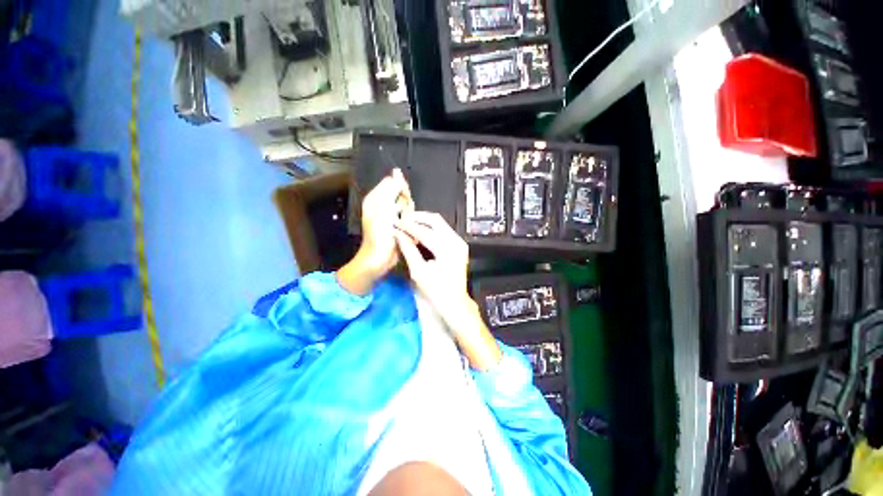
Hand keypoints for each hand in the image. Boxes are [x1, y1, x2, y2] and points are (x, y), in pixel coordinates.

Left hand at [338, 169, 411, 294]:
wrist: (379, 258)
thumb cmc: (380, 234)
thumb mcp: (385, 208)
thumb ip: (392, 189)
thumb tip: (397, 172)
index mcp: (376, 197)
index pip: (394, 183)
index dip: (402, 189)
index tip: (404, 200)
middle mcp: (382, 204)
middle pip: (403, 196)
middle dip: (406, 206)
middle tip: (401, 217)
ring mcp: (390, 216)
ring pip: (408, 208)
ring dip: (408, 217)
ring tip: (402, 227)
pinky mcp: (397, 226)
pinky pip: (408, 219)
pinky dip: (409, 225)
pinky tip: (405, 232)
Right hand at [394, 212, 501, 370]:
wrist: (455, 303)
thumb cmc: (435, 291)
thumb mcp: (418, 271)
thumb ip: (408, 249)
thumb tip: (397, 233)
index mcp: (447, 248)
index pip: (424, 231)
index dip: (408, 226)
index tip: (395, 222)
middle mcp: (456, 241)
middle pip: (435, 220)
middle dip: (418, 218)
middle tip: (402, 220)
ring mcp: (460, 242)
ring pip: (441, 223)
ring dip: (424, 222)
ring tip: (409, 225)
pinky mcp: (460, 246)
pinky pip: (444, 230)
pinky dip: (432, 229)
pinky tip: (420, 232)